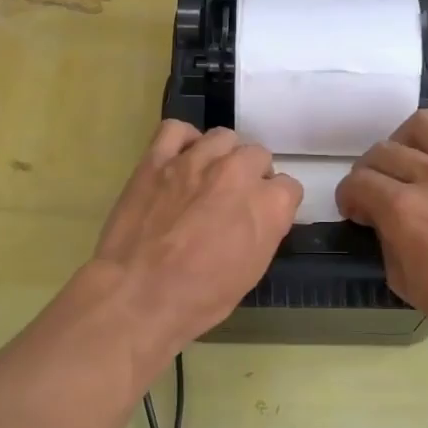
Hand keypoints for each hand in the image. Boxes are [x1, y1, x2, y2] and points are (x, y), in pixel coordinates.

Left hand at [91, 121, 301, 356]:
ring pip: (223, 137)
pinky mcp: (157, 158)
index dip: (276, 203)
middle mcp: (238, 172)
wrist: (138, 295)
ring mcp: (196, 160)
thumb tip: (260, 217)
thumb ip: (264, 233)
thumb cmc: (200, 298)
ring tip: (209, 176)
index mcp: (268, 205)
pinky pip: (176, 129)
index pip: (289, 187)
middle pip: (258, 155)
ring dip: (222, 155)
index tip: (262, 217)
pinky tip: (181, 158)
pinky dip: (183, 140)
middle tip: (233, 200)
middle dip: (251, 176)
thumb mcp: (251, 273)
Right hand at [336, 110, 427, 355]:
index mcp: (403, 209)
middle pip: (383, 150)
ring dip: (406, 141)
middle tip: (377, 193)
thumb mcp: (404, 282)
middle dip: (369, 172)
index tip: (355, 212)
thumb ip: (387, 242)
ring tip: (410, 162)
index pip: (357, 182)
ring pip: (425, 124)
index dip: (347, 197)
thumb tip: (385, 222)